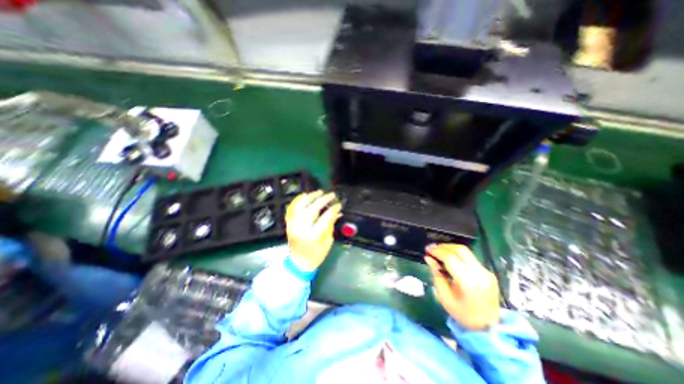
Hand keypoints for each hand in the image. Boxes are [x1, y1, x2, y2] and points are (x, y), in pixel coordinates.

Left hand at [286, 191, 340, 270]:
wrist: (298, 264)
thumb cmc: (315, 255)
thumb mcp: (327, 242)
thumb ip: (331, 226)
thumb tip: (337, 213)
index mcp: (313, 235)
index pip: (325, 218)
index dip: (333, 209)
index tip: (339, 204)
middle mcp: (301, 228)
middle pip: (312, 209)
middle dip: (323, 199)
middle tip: (331, 195)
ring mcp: (293, 225)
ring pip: (300, 206)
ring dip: (310, 197)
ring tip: (319, 192)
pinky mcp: (289, 224)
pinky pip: (292, 209)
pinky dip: (298, 200)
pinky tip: (305, 195)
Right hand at [425, 243, 500, 330]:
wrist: (488, 327)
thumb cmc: (462, 313)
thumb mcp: (444, 296)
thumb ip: (436, 274)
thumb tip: (428, 258)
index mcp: (468, 282)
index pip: (450, 258)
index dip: (437, 251)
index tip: (427, 250)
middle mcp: (480, 274)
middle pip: (460, 250)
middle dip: (444, 246)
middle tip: (432, 248)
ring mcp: (486, 272)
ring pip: (466, 251)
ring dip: (450, 249)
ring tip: (439, 251)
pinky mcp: (488, 272)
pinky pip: (470, 257)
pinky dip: (458, 254)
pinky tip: (450, 258)